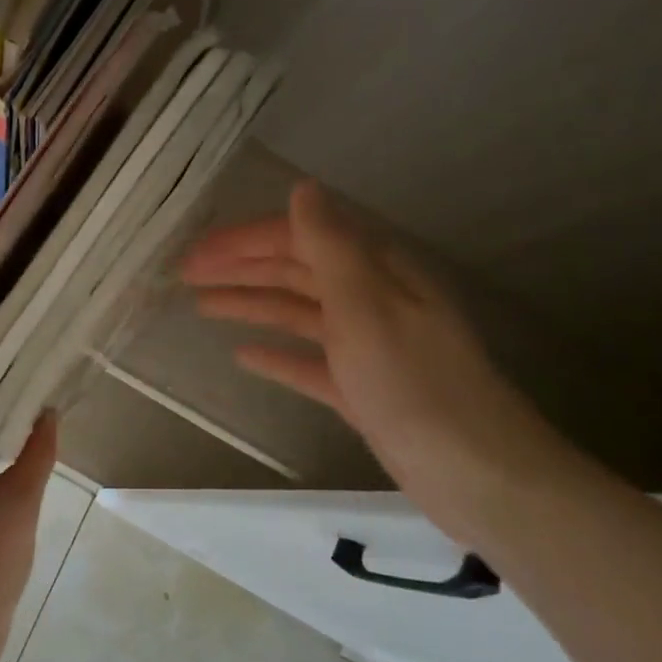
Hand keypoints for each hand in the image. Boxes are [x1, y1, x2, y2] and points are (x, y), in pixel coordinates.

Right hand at [182, 180, 565, 539]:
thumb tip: (302, 188)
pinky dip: (277, 354)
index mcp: (373, 271)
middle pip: (294, 271)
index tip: (195, 254)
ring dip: (250, 304)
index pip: (298, 238)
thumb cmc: (414, 383)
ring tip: (202, 306)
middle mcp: (369, 299)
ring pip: (297, 313)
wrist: (476, 473)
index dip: (243, 242)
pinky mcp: (361, 388)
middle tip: (185, 275)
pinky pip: (308, 361)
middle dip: (239, 269)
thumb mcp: (366, 305)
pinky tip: (244, 356)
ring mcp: (366, 346)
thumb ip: (330, 246)